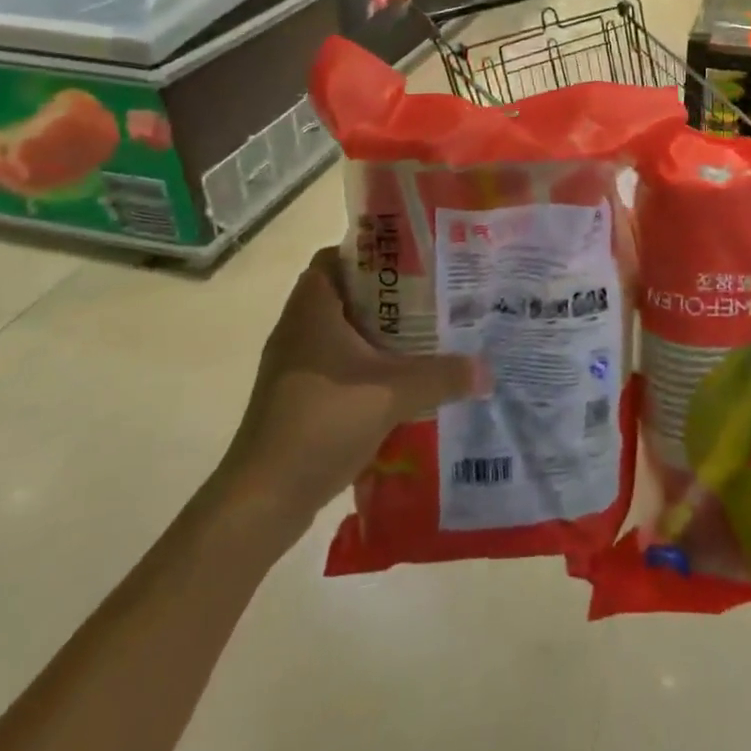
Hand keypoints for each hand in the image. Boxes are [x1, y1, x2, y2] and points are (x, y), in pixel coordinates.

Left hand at [211, 247, 486, 549]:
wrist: (263, 498)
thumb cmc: (322, 421)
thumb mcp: (393, 393)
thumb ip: (443, 376)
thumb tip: (487, 369)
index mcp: (312, 309)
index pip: (336, 257)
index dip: (373, 253)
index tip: (415, 259)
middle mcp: (299, 329)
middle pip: (347, 295)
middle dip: (389, 295)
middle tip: (435, 296)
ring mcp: (295, 366)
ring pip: (344, 333)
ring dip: (381, 334)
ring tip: (428, 336)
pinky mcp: (298, 397)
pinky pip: (340, 366)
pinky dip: (368, 367)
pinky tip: (403, 382)